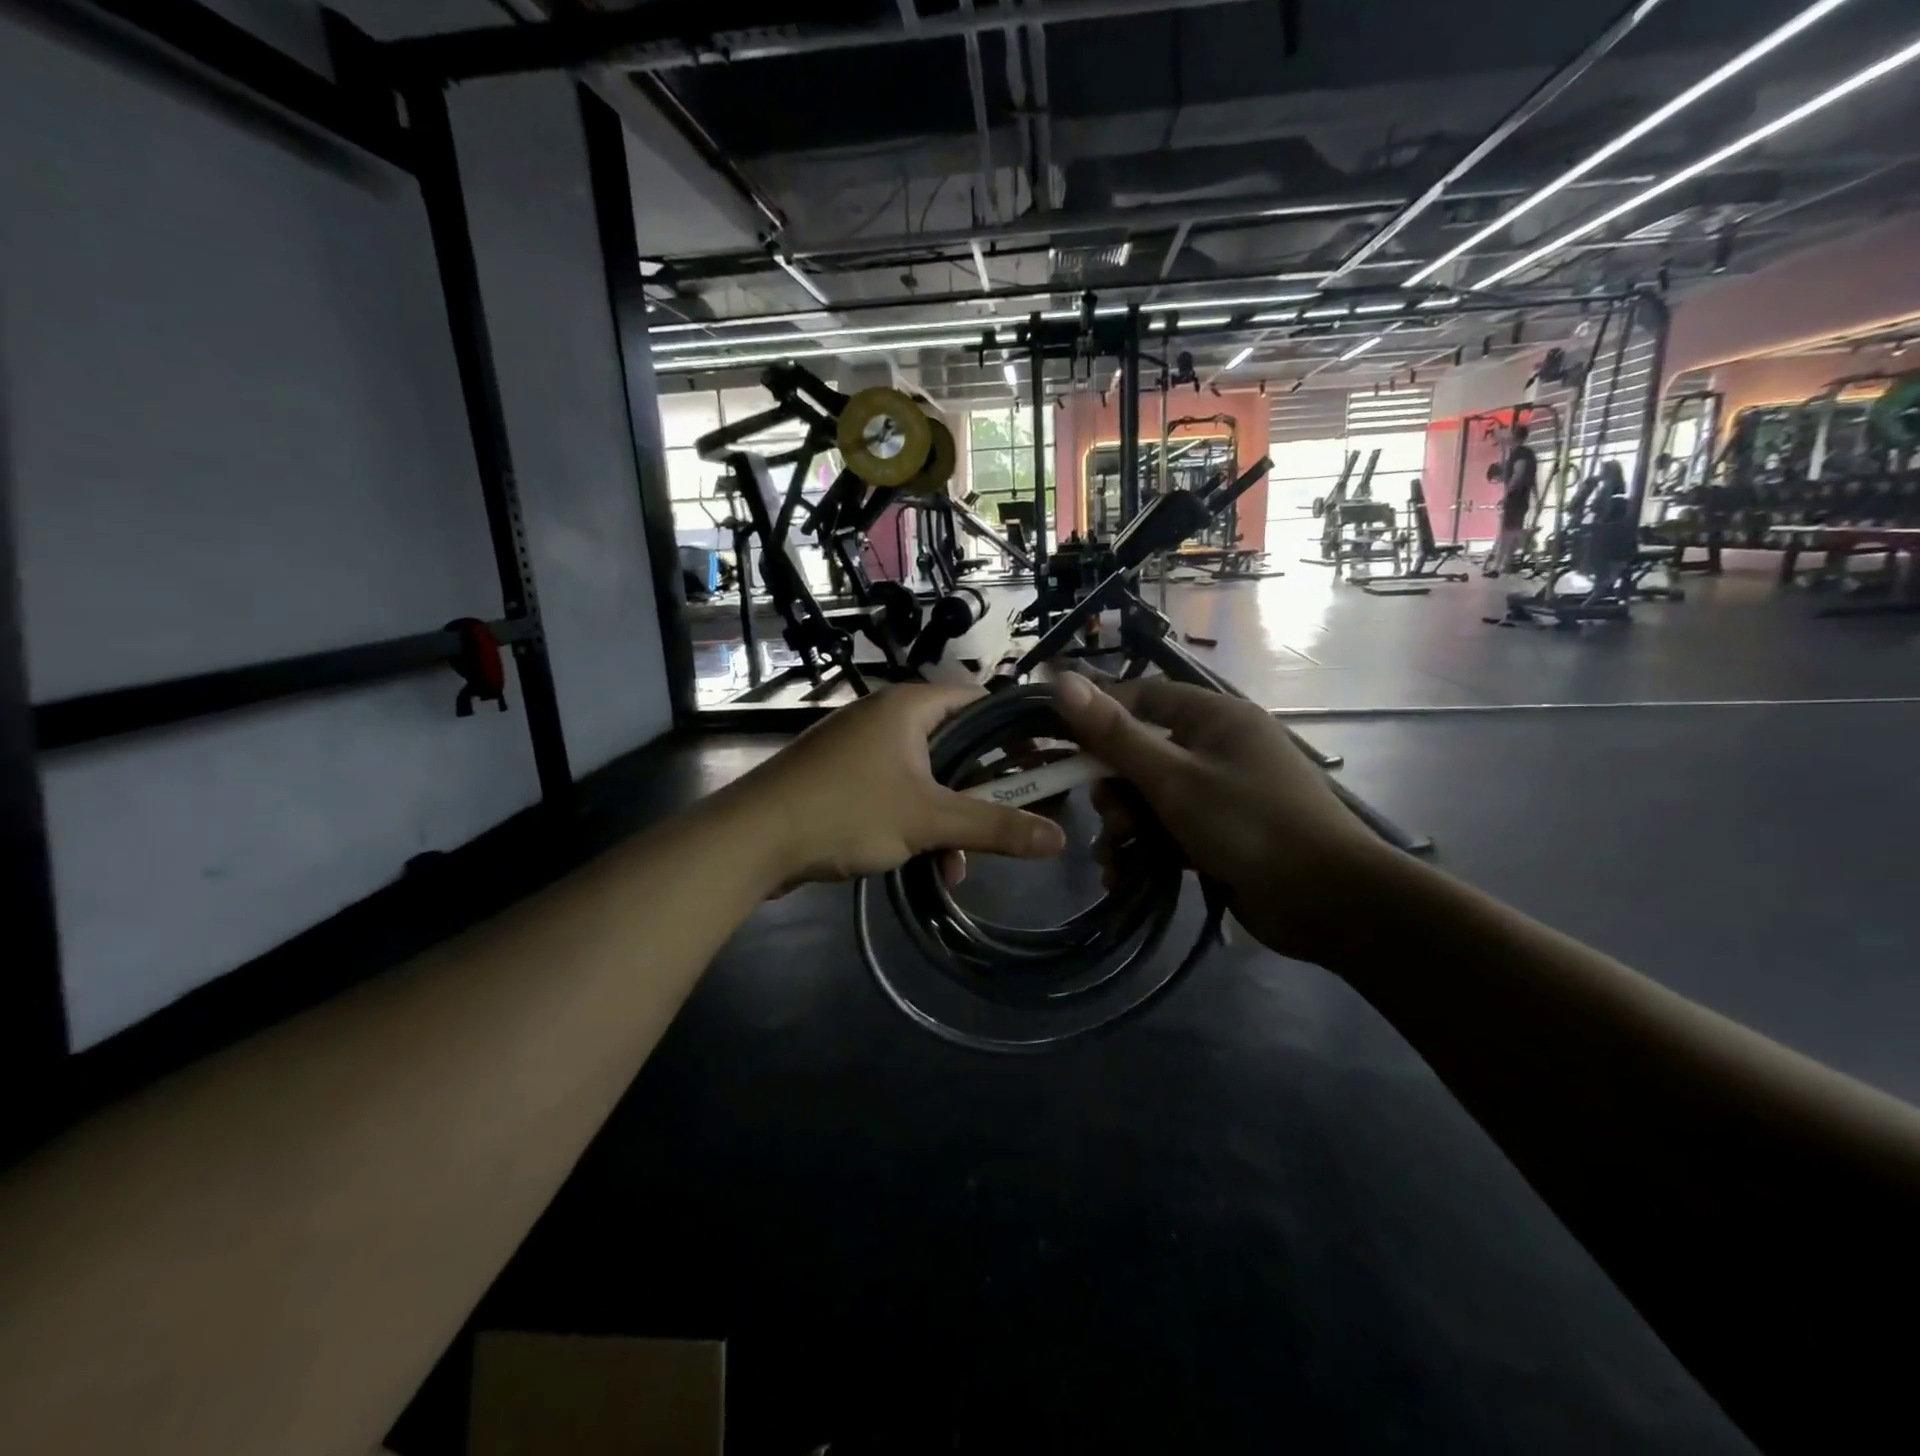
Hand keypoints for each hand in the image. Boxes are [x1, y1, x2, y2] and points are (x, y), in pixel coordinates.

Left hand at [724, 683, 1066, 892]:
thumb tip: (1061, 837)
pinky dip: (918, 824)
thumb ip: (996, 827)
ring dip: (951, 819)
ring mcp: (863, 748)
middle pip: (957, 743)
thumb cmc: (846, 811)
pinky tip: (930, 868)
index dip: (1017, 730)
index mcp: (910, 706)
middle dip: (984, 789)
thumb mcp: (928, 821)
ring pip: (929, 777)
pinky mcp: (845, 779)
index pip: (981, 701)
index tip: (1045, 764)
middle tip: (1017, 817)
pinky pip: (899, 794)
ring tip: (960, 865)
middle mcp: (888, 718)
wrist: (751, 839)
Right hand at [1051, 673, 1397, 962]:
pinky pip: (1168, 830)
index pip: (1144, 696)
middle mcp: (1217, 747)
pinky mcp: (1219, 834)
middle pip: (1142, 753)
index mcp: (1214, 717)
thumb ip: (1115, 734)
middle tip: (1110, 820)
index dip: (1101, 717)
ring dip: (1124, 826)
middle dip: (1114, 789)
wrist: (1328, 902)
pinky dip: (1145, 850)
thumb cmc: (1248, 823)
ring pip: (1151, 798)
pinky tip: (1124, 876)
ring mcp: (1220, 793)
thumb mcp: (1173, 777)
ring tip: (1115, 858)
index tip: (1065, 747)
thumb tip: (1061, 681)